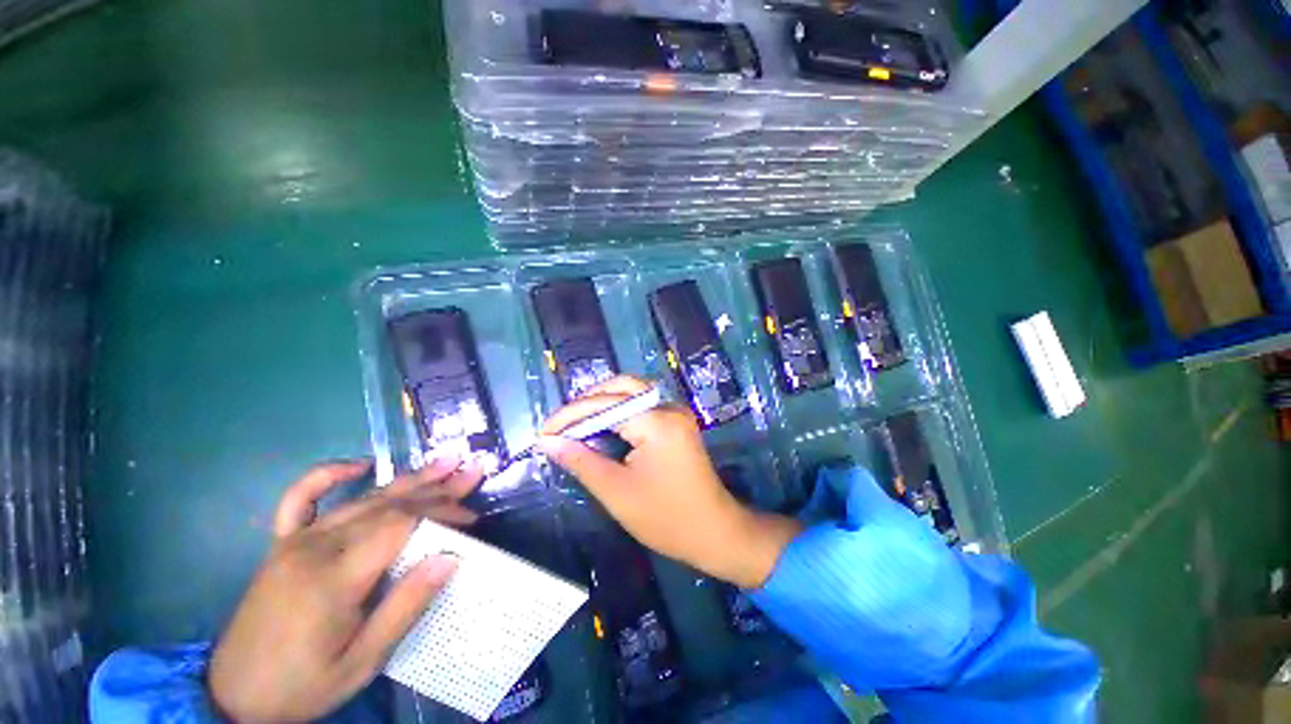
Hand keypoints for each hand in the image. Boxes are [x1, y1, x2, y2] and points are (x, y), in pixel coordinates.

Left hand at [208, 455, 481, 722]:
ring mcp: (295, 542)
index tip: (472, 518)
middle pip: (388, 504)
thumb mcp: (362, 662)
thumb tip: (451, 557)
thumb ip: (405, 606)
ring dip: (408, 480)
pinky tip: (358, 464)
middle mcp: (315, 547)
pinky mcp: (281, 544)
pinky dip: (328, 474)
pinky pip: (301, 498)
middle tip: (473, 472)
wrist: (234, 697)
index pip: (401, 525)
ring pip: (362, 499)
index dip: (441, 513)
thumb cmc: (304, 686)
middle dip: (437, 488)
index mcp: (334, 577)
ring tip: (445, 461)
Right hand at [538, 375, 801, 588]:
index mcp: (656, 421)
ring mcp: (676, 411)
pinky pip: (642, 405)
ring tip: (575, 425)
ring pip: (631, 392)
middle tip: (560, 426)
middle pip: (621, 387)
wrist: (714, 531)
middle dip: (587, 403)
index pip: (604, 404)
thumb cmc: (665, 518)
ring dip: (602, 403)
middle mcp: (668, 406)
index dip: (570, 415)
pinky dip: (618, 411)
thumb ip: (580, 461)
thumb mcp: (616, 491)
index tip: (543, 432)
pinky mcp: (677, 420)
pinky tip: (601, 426)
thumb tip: (548, 441)